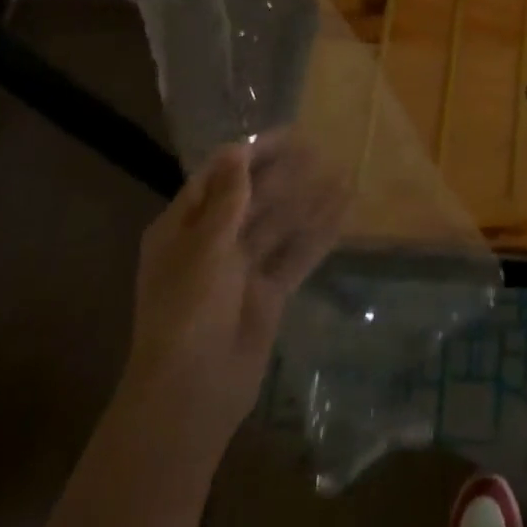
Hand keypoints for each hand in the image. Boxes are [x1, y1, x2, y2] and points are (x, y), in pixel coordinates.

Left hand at [125, 131, 345, 436]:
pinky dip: (318, 233)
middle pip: (252, 198)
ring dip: (307, 200)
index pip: (220, 177)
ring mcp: (241, 270)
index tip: (289, 134)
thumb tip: (237, 149)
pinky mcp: (267, 293)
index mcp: (182, 229)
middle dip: (284, 174)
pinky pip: (296, 254)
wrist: (192, 391)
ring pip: (279, 224)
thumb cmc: (188, 311)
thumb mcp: (205, 247)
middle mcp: (212, 244)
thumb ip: (228, 198)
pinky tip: (343, 213)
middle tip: (320, 149)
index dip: (252, 153)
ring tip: (341, 174)